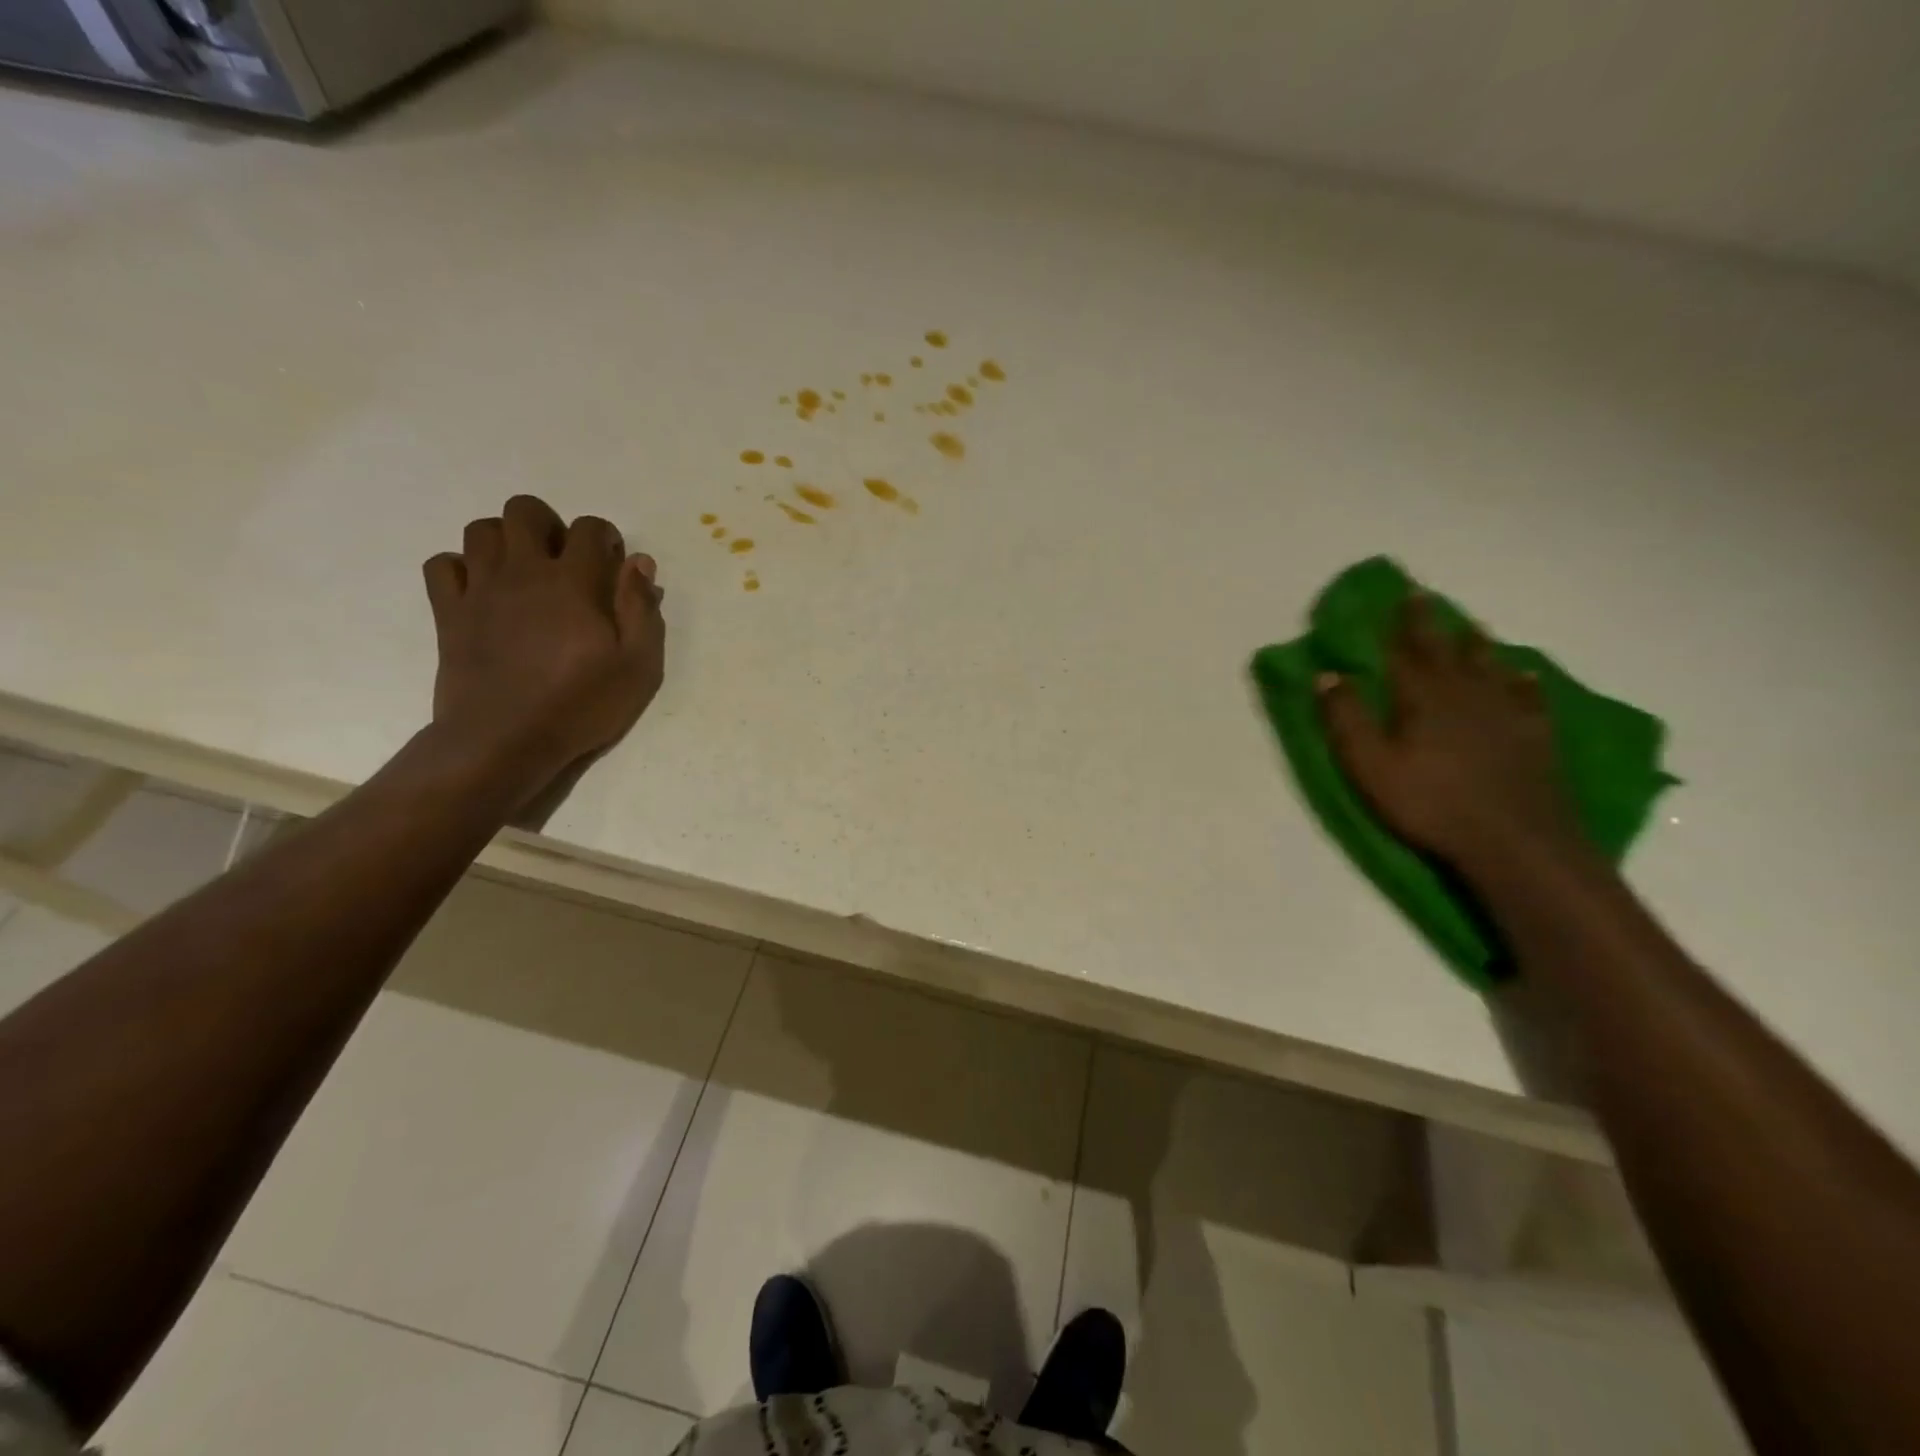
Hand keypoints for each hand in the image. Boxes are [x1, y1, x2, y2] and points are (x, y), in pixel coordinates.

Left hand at [422, 494, 664, 808]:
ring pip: (481, 530)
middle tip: (564, 561)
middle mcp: (523, 571)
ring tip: (524, 572)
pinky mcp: (449, 612)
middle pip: (524, 511)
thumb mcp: (638, 665)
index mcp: (574, 582)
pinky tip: (483, 592)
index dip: (604, 537)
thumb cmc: (581, 705)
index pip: (588, 528)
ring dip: (506, 541)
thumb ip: (642, 609)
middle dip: (548, 524)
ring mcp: (480, 589)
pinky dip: (461, 568)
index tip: (612, 563)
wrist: (505, 740)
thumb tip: (639, 563)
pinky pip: (442, 565)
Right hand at [1317, 595, 1579, 872]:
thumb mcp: (1369, 765)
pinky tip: (1523, 675)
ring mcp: (1505, 715)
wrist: (1515, 841)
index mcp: (1422, 699)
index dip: (1401, 623)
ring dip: (1476, 645)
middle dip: (1432, 624)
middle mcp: (1465, 695)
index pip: (1406, 651)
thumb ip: (1346, 718)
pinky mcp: (1534, 737)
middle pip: (1447, 651)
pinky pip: (1528, 698)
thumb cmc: (1429, 803)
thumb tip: (1327, 674)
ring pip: (1489, 667)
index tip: (1400, 594)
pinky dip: (1522, 682)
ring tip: (1472, 627)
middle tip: (1427, 598)